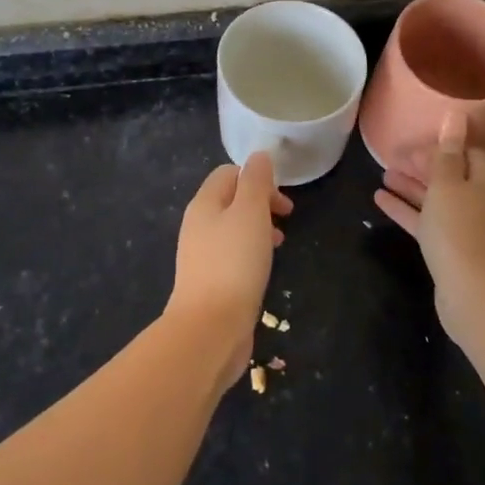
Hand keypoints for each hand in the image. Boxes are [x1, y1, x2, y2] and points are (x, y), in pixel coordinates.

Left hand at [169, 152, 291, 358]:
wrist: (210, 328)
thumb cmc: (234, 263)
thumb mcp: (251, 212)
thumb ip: (256, 181)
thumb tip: (259, 157)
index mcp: (204, 204)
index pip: (229, 173)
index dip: (257, 178)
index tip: (282, 198)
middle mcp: (198, 225)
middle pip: (231, 200)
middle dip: (261, 202)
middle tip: (286, 217)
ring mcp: (201, 255)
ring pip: (233, 228)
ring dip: (259, 228)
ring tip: (280, 242)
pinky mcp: (209, 282)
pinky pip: (233, 255)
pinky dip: (252, 252)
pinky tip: (264, 268)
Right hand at [374, 113, 484, 339]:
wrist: (479, 298)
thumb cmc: (462, 231)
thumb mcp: (448, 185)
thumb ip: (447, 151)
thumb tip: (456, 114)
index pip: (465, 151)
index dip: (438, 144)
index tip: (410, 141)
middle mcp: (483, 200)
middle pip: (451, 175)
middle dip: (422, 165)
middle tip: (391, 155)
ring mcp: (470, 228)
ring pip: (437, 200)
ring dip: (411, 187)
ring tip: (383, 174)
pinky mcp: (455, 251)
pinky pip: (429, 223)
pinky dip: (408, 211)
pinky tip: (380, 201)